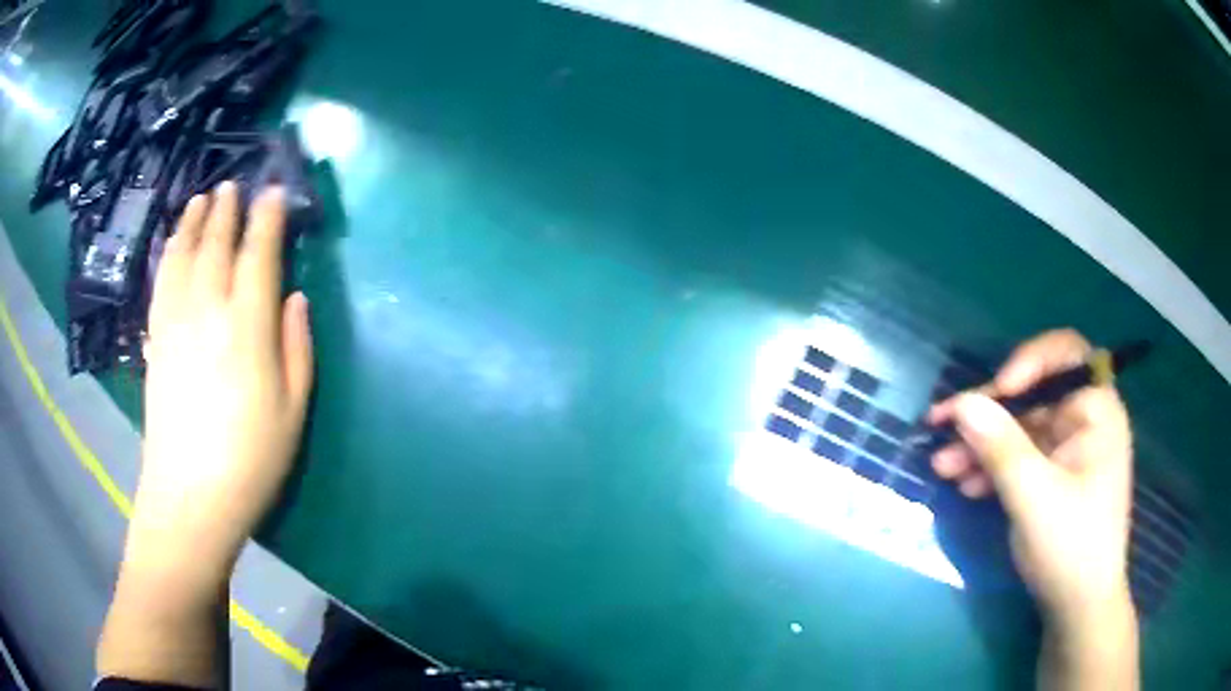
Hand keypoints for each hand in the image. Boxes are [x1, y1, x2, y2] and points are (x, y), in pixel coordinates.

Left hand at [133, 181, 313, 573]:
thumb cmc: (251, 459)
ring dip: (194, 221)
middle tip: (234, 185)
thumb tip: (294, 297)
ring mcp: (175, 322)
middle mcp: (208, 310)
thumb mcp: (293, 409)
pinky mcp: (155, 339)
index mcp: (248, 327)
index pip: (258, 255)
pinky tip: (173, 242)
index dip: (267, 219)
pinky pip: (162, 281)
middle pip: (217, 245)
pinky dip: (169, 253)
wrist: (191, 496)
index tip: (273, 193)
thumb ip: (296, 346)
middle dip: (227, 210)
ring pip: (183, 255)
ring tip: (202, 199)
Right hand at [928, 329, 1133, 633]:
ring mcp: (1067, 449)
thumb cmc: (1071, 547)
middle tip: (944, 425)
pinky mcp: (1051, 475)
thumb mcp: (1035, 498)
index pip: (1066, 356)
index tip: (997, 391)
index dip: (1029, 361)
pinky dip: (991, 466)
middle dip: (989, 412)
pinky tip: (965, 484)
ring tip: (943, 465)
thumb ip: (1001, 447)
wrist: (1077, 608)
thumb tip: (962, 403)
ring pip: (1019, 428)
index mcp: (1097, 412)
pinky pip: (1018, 457)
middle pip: (1033, 394)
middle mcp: (1084, 421)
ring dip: (982, 443)